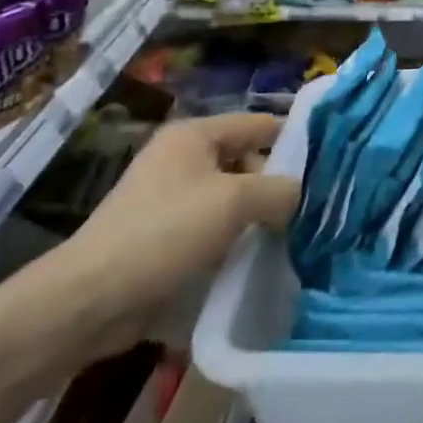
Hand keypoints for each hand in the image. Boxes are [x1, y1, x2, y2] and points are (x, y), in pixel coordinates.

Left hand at [39, 113, 298, 361]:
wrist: (91, 298)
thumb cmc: (165, 232)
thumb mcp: (234, 201)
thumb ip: (278, 190)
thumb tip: (299, 195)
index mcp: (194, 136)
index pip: (259, 123)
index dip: (295, 139)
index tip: (331, 164)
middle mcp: (182, 159)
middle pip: (247, 161)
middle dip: (277, 185)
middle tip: (312, 211)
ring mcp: (171, 199)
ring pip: (232, 199)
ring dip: (258, 217)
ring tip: (294, 237)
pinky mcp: (165, 236)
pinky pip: (214, 228)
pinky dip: (235, 239)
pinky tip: (259, 259)